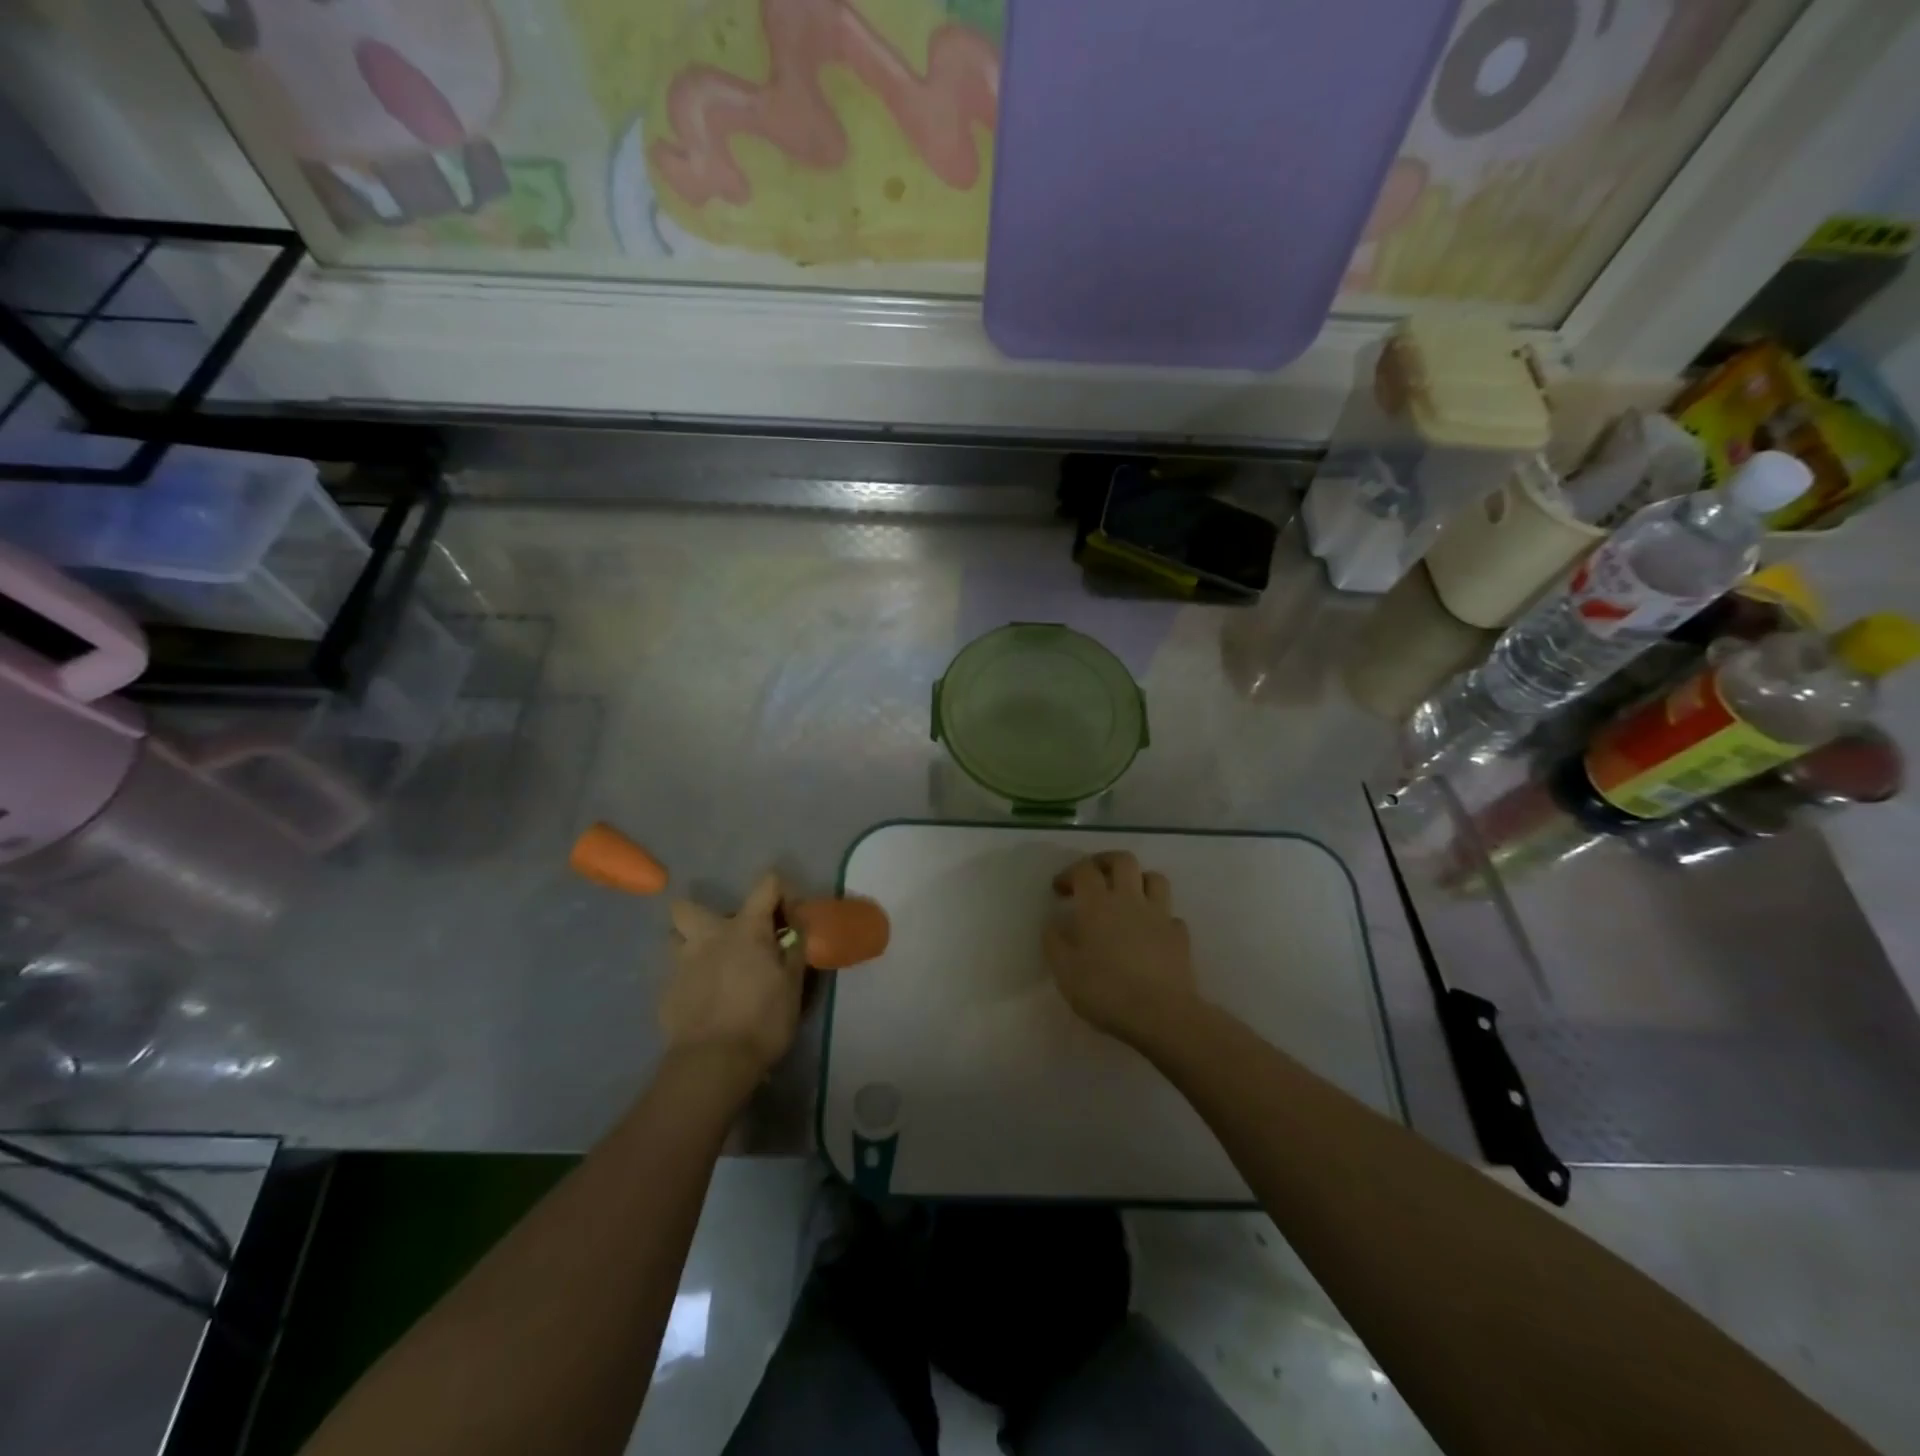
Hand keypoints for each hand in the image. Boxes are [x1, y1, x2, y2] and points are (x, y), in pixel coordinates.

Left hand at [661, 873, 803, 1081]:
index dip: (781, 893)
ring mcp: (681, 963)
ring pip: (674, 937)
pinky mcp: (666, 992)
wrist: (713, 1063)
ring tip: (708, 964)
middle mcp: (709, 936)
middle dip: (705, 913)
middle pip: (689, 905)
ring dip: (689, 943)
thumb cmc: (763, 1020)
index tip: (789, 919)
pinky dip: (688, 978)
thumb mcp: (794, 985)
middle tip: (728, 936)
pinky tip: (701, 999)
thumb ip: (795, 951)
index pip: (767, 884)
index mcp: (746, 928)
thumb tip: (798, 929)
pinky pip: (674, 973)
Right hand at [1043, 852, 1199, 1047]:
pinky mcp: (1179, 936)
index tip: (1060, 890)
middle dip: (1105, 862)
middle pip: (1123, 860)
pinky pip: (1170, 915)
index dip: (1070, 873)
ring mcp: (1159, 915)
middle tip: (1094, 877)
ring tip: (1127, 896)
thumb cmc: (1105, 990)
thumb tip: (1053, 924)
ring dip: (1139, 880)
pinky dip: (1159, 917)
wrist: (1160, 1014)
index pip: (1084, 869)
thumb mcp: (1064, 971)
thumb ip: (1054, 942)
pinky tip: (1151, 932)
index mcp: (1097, 904)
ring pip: (1154, 879)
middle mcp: (1129, 900)